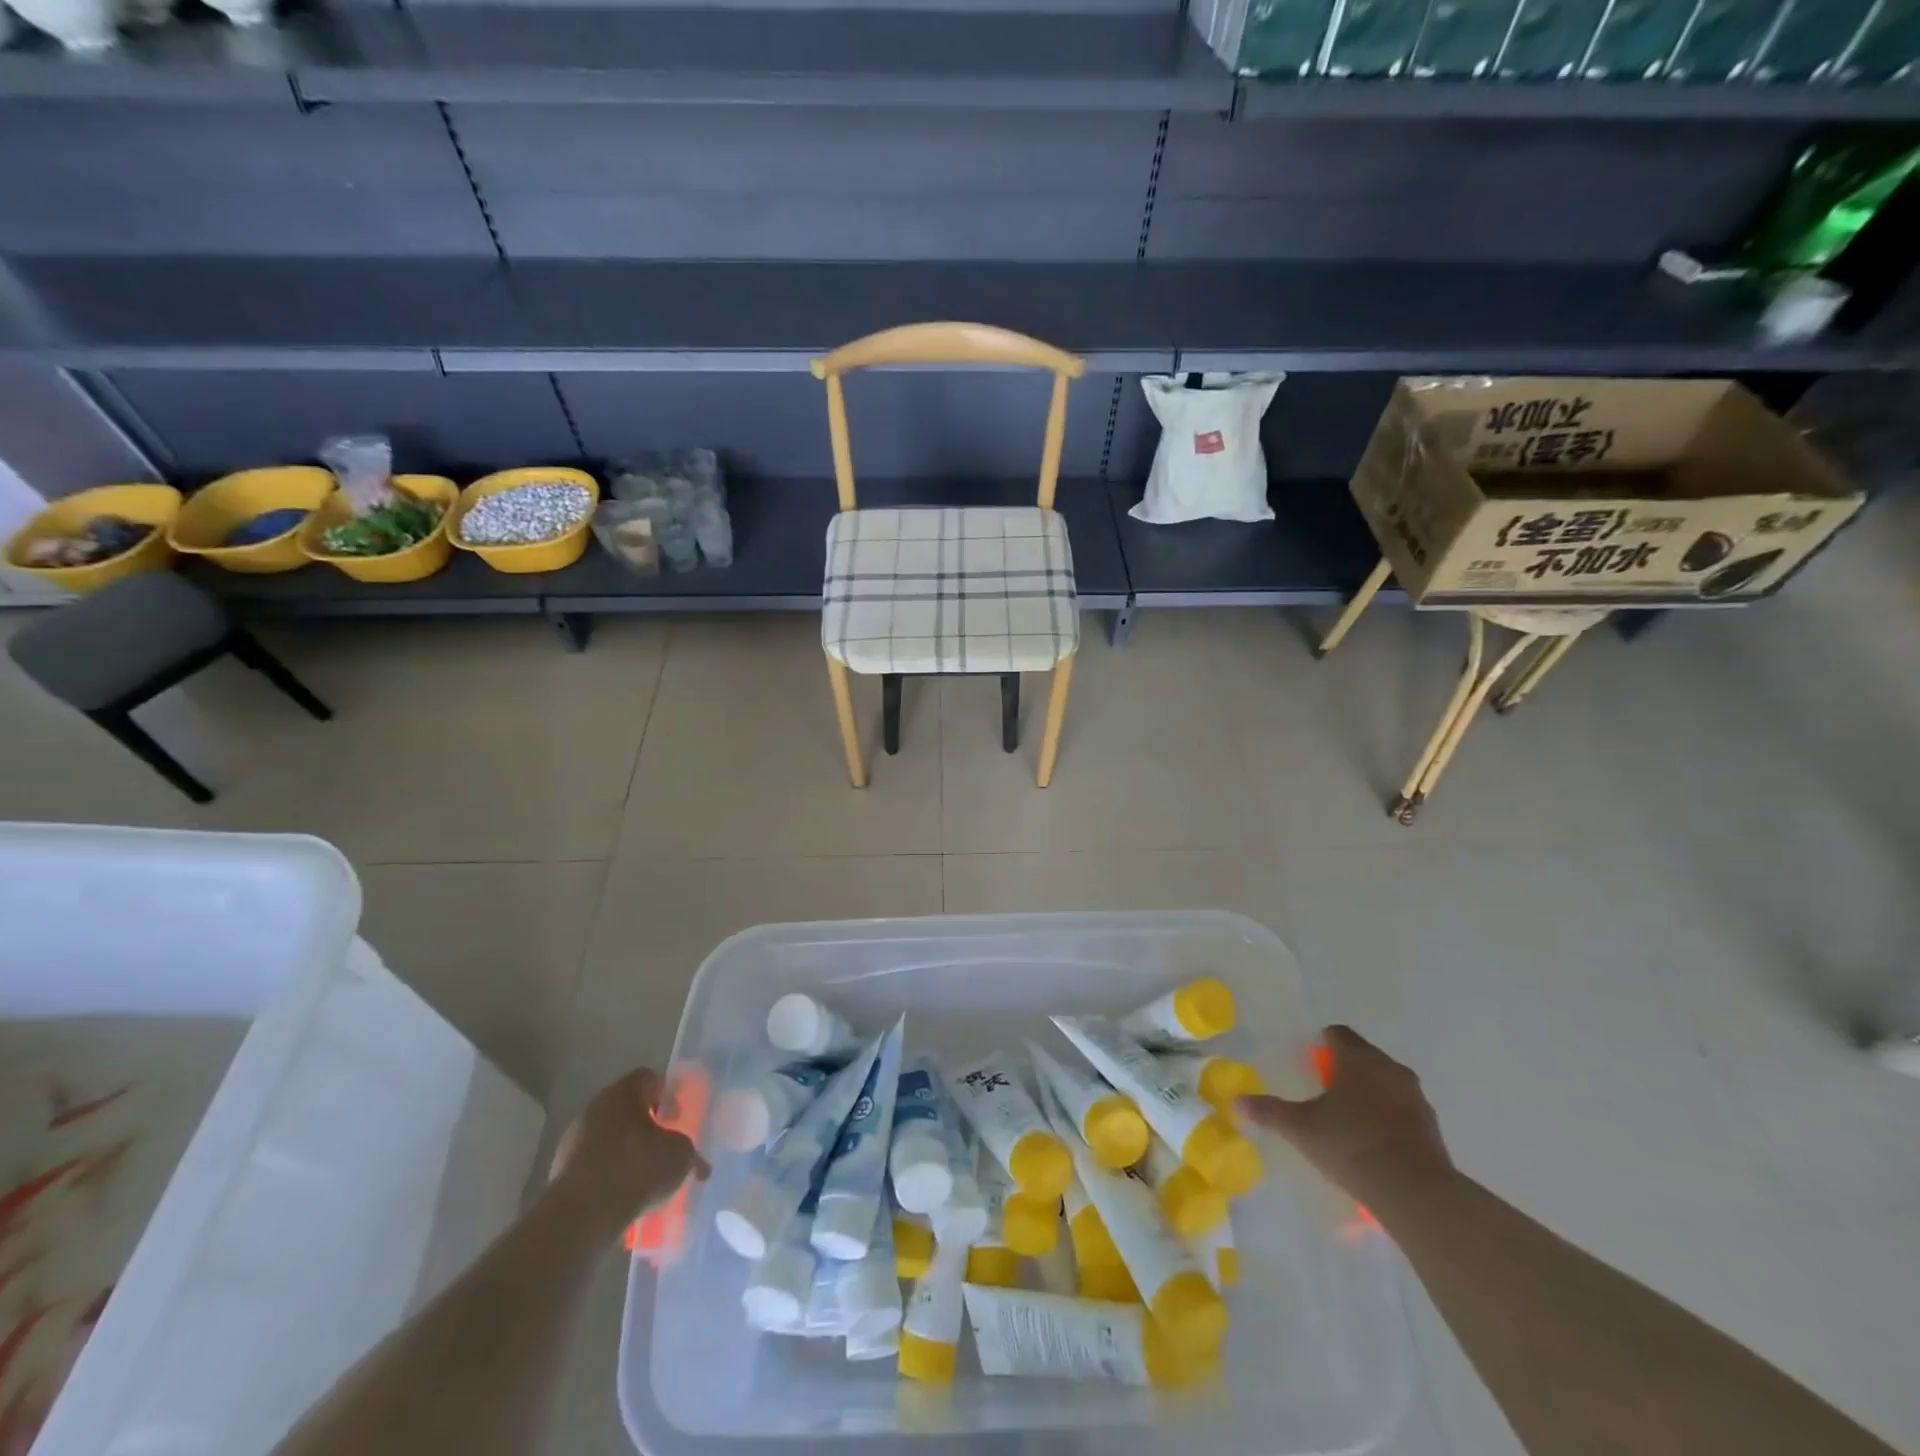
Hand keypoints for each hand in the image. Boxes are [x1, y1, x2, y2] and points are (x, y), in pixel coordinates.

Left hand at [548, 1067, 708, 1235]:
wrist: (580, 1215)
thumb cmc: (636, 1168)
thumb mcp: (680, 1156)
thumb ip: (689, 1151)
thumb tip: (697, 1163)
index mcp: (624, 1092)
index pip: (649, 1078)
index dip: (667, 1094)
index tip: (677, 1118)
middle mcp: (596, 1106)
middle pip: (627, 1107)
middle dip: (646, 1125)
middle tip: (663, 1145)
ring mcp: (574, 1138)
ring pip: (608, 1136)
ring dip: (625, 1150)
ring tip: (643, 1177)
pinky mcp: (560, 1170)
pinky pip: (593, 1163)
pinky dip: (607, 1173)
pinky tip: (622, 1194)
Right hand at [1235, 1025, 1452, 1210]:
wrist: (1414, 1191)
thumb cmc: (1350, 1144)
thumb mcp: (1300, 1128)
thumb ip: (1269, 1112)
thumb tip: (1235, 1102)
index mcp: (1358, 1059)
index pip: (1339, 1034)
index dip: (1323, 1043)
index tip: (1310, 1061)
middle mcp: (1389, 1068)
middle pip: (1364, 1056)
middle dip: (1346, 1067)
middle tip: (1325, 1089)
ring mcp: (1415, 1097)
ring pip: (1387, 1082)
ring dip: (1370, 1091)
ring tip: (1350, 1116)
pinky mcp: (1431, 1126)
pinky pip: (1403, 1109)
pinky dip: (1389, 1116)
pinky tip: (1375, 1140)